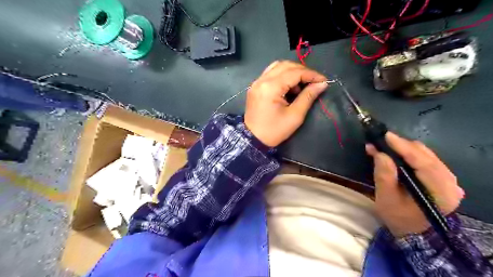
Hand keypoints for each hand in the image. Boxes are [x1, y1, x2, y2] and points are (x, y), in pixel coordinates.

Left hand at [244, 61, 326, 146]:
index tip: (323, 81)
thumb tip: (322, 84)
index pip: (295, 72)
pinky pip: (271, 73)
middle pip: (286, 65)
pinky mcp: (255, 86)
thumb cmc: (274, 131)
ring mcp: (256, 82)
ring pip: (278, 66)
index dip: (311, 75)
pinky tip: (289, 86)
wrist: (253, 139)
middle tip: (314, 82)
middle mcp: (262, 80)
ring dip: (292, 71)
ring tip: (301, 85)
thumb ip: (308, 97)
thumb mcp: (295, 116)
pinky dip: (283, 75)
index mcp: (271, 87)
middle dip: (303, 71)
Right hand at [365, 133, 466, 236]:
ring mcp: (448, 179)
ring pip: (426, 154)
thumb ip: (384, 175)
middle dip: (401, 146)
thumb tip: (379, 153)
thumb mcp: (386, 198)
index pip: (423, 162)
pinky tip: (395, 153)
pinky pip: (425, 158)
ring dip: (404, 148)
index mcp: (440, 192)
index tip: (386, 136)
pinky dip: (409, 153)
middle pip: (425, 155)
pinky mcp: (442, 177)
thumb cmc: (398, 216)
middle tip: (380, 142)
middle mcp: (450, 183)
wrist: (411, 230)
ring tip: (384, 146)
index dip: (403, 147)